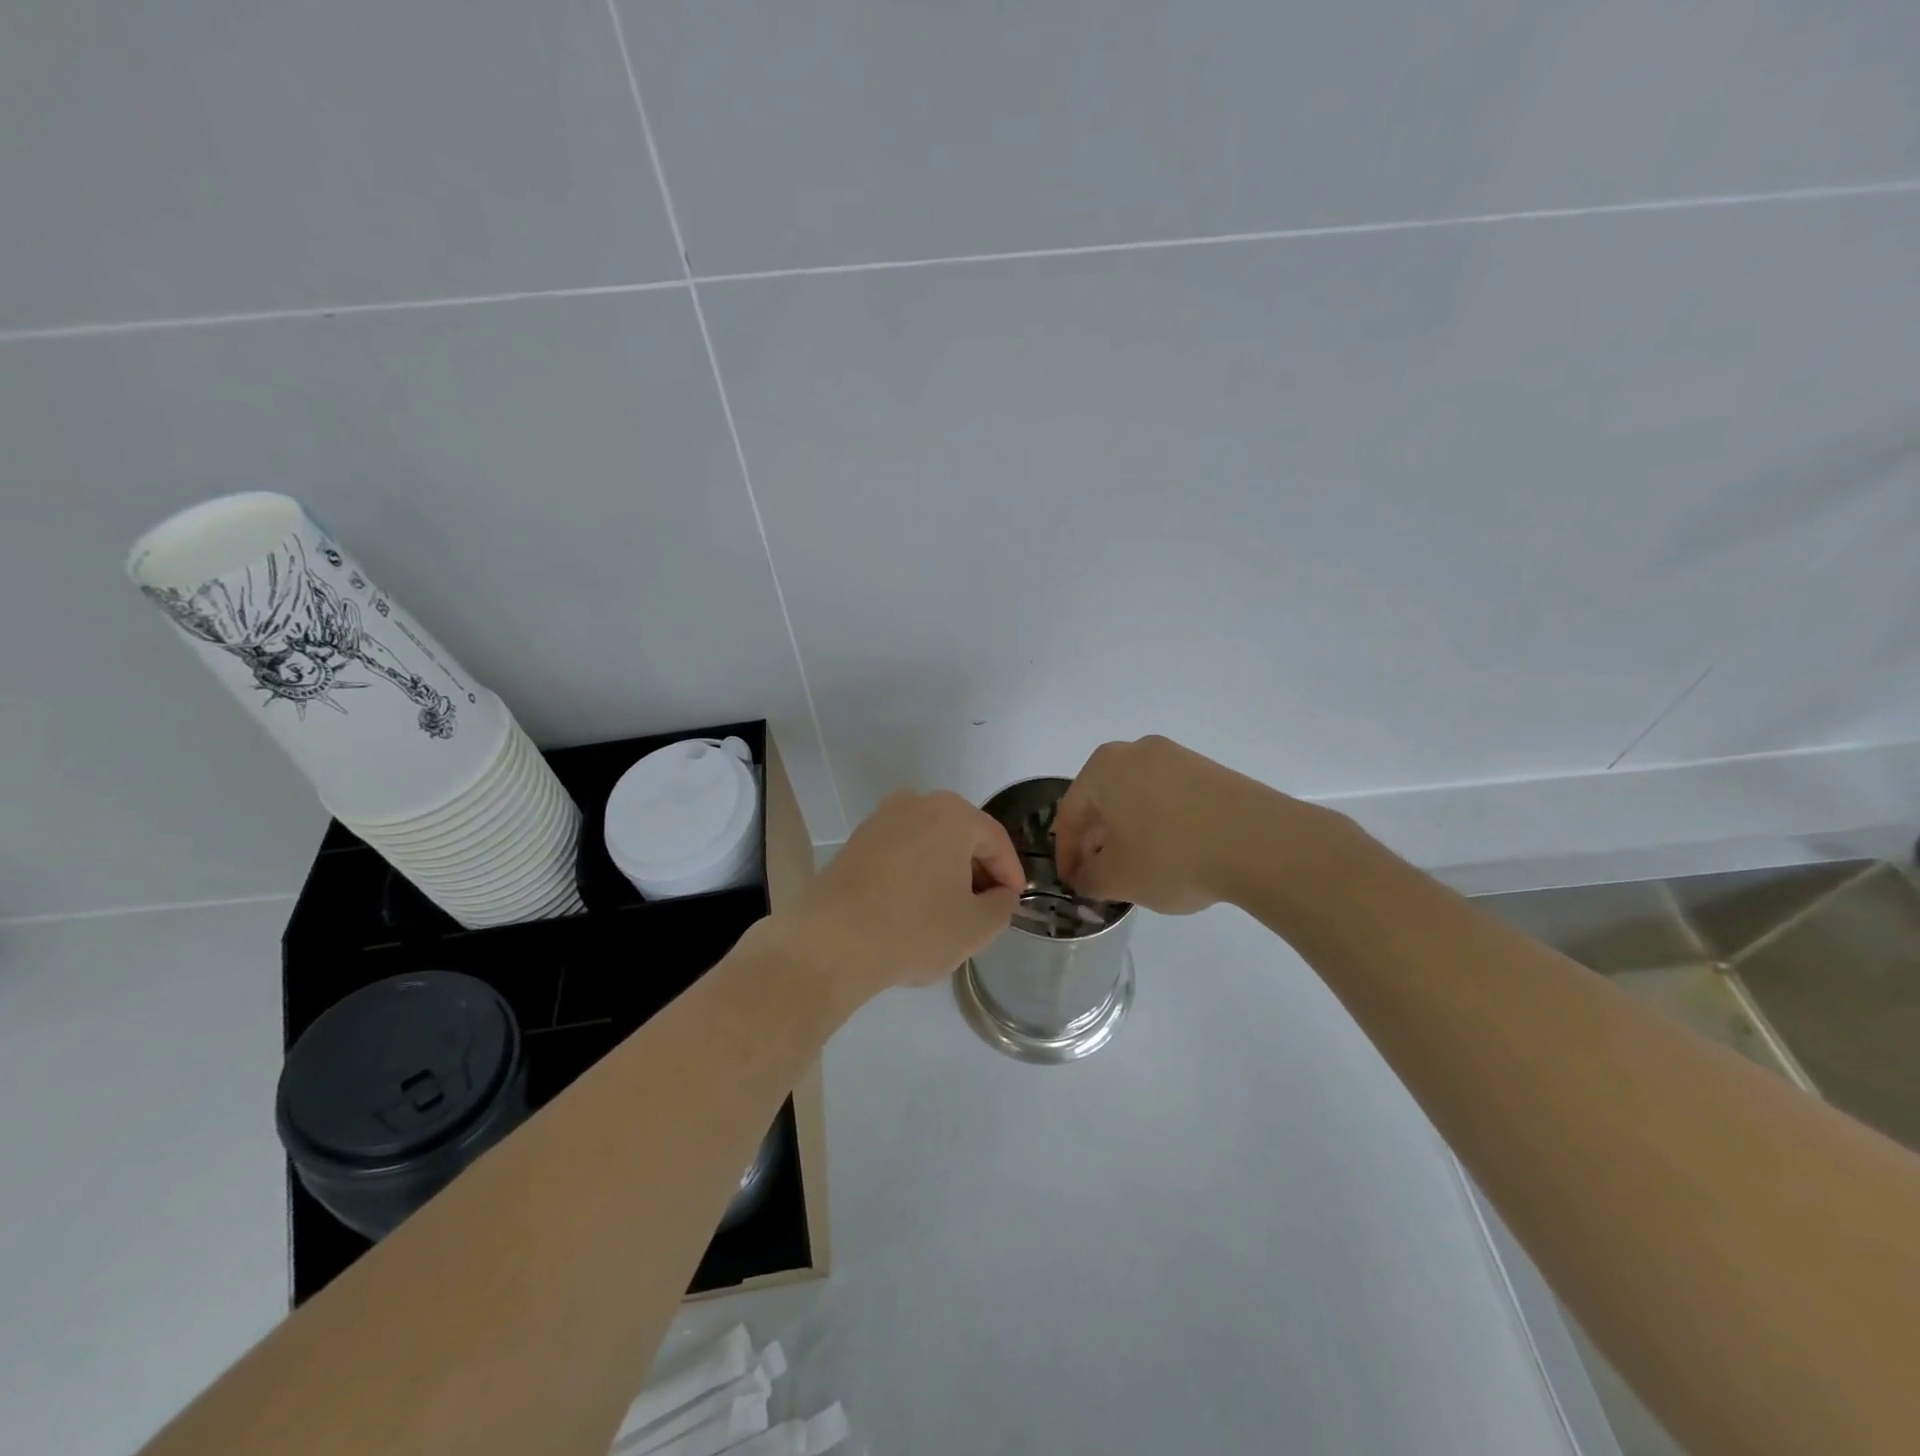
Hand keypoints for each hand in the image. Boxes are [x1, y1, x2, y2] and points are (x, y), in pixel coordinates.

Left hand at [777, 790, 1024, 1008]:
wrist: (831, 942)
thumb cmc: (914, 929)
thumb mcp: (975, 927)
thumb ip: (1002, 906)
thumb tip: (1000, 895)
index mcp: (952, 814)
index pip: (996, 840)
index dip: (1011, 873)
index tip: (1014, 901)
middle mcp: (916, 803)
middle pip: (962, 836)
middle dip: (978, 869)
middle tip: (985, 906)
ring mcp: (881, 819)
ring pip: (930, 842)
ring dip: (946, 871)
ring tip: (950, 910)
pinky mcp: (856, 840)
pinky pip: (901, 851)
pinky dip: (916, 872)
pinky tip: (914, 906)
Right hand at [1053, 736, 1261, 914]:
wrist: (1259, 843)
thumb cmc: (1171, 855)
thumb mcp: (1117, 879)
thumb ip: (1088, 879)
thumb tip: (1085, 877)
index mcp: (1104, 767)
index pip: (1069, 813)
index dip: (1066, 854)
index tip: (1072, 883)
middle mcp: (1136, 751)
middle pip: (1103, 800)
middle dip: (1097, 840)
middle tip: (1100, 875)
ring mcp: (1177, 757)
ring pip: (1137, 797)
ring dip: (1129, 831)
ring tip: (1138, 867)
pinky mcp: (1209, 771)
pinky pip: (1169, 798)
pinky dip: (1161, 824)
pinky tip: (1173, 854)